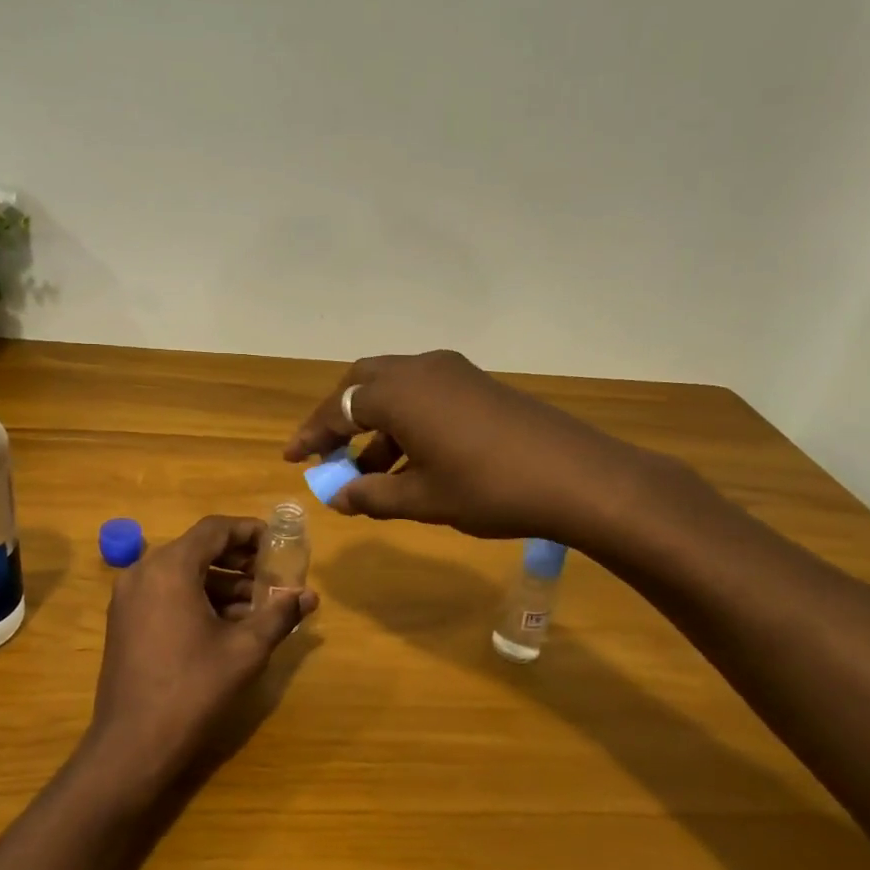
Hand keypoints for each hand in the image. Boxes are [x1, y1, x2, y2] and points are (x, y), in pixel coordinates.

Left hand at [84, 515, 317, 795]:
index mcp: (170, 568)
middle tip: (273, 574)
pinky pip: (166, 593)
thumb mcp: (245, 650)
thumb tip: (309, 596)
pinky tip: (227, 623)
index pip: (215, 529)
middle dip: (239, 559)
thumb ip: (279, 614)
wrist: (133, 745)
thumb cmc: (193, 689)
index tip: (279, 544)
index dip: (250, 531)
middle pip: (198, 548)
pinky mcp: (124, 621)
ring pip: (182, 573)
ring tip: (259, 604)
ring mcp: (128, 597)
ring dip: (221, 581)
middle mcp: (143, 572)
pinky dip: (197, 597)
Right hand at [282, 349, 674, 549]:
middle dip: (340, 418)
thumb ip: (372, 495)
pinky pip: (424, 396)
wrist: (577, 477)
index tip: (293, 459)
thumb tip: (338, 498)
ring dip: (374, 425)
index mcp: (399, 392)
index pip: (339, 407)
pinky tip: (408, 463)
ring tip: (367, 473)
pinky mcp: (477, 384)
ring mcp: (453, 373)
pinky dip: (405, 423)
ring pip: (395, 390)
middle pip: (363, 385)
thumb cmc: (488, 488)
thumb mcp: (422, 499)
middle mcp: (420, 369)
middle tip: (326, 453)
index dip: (312, 435)